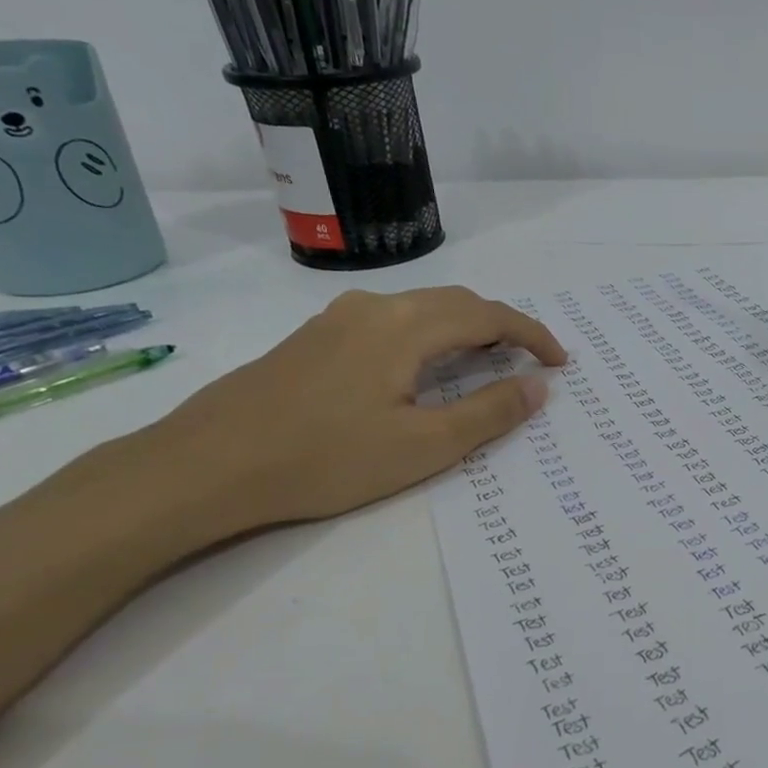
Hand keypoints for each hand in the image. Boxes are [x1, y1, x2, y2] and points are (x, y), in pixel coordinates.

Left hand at [147, 286, 565, 529]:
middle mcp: (374, 307)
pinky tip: (420, 370)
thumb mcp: (423, 446)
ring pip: (421, 309)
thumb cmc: (325, 459)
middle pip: (456, 302)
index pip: (488, 315)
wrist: (206, 465)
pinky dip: (428, 336)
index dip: (532, 335)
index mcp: (406, 326)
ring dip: (464, 329)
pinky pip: (392, 322)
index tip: (561, 362)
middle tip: (530, 362)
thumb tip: (538, 386)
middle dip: (502, 326)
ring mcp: (337, 319)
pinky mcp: (314, 338)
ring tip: (485, 364)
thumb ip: (488, 413)